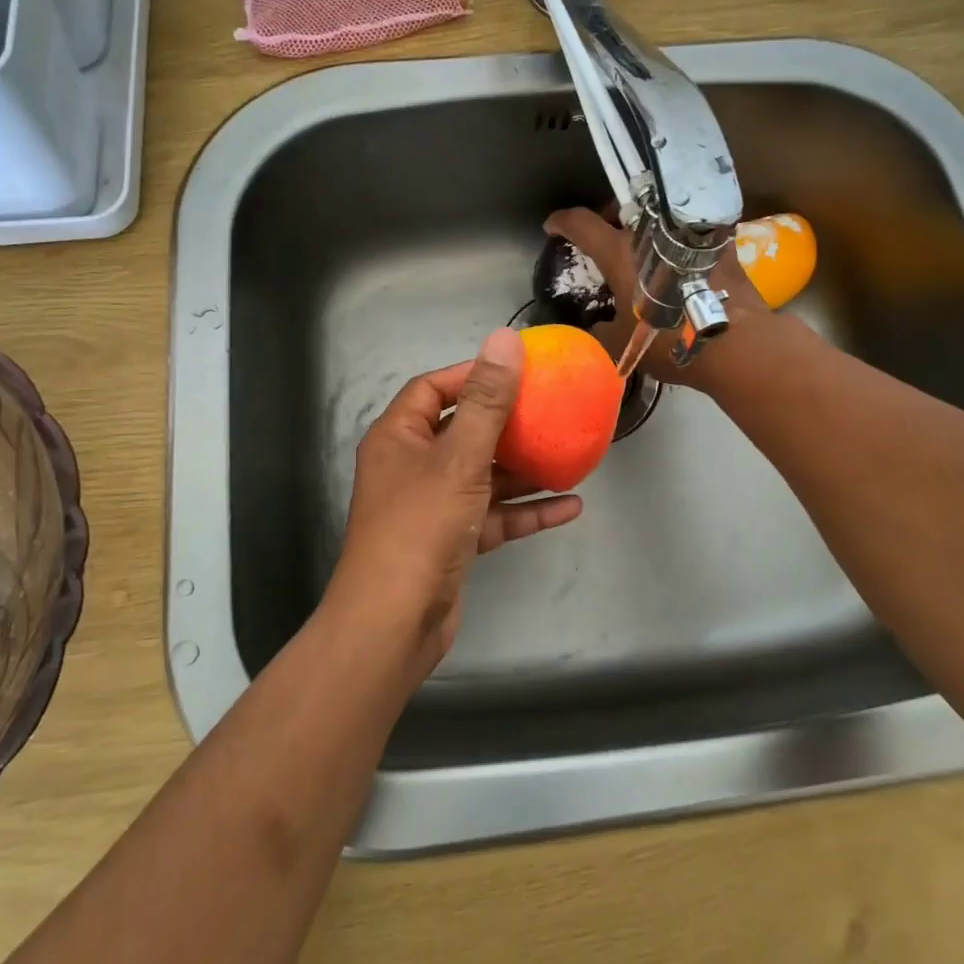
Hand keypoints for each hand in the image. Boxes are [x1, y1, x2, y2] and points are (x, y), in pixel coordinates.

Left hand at [328, 328, 584, 671]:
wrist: (394, 623)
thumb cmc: (420, 527)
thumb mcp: (458, 459)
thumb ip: (486, 402)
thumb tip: (505, 341)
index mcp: (399, 437)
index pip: (432, 389)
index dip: (471, 375)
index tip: (517, 371)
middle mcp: (412, 467)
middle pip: (463, 432)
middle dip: (507, 423)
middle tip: (551, 410)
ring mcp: (433, 507)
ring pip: (483, 476)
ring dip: (523, 469)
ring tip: (569, 455)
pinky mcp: (452, 542)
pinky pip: (493, 516)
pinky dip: (526, 511)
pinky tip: (569, 506)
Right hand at [541, 207, 771, 390]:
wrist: (734, 342)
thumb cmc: (669, 340)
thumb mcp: (623, 344)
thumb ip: (600, 331)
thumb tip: (594, 328)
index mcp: (621, 252)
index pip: (581, 223)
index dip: (562, 222)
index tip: (553, 226)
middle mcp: (653, 232)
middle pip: (622, 208)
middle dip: (606, 217)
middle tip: (602, 236)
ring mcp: (688, 233)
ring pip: (657, 215)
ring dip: (644, 226)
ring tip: (641, 246)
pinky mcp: (719, 242)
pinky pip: (687, 232)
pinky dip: (675, 241)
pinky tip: (676, 260)